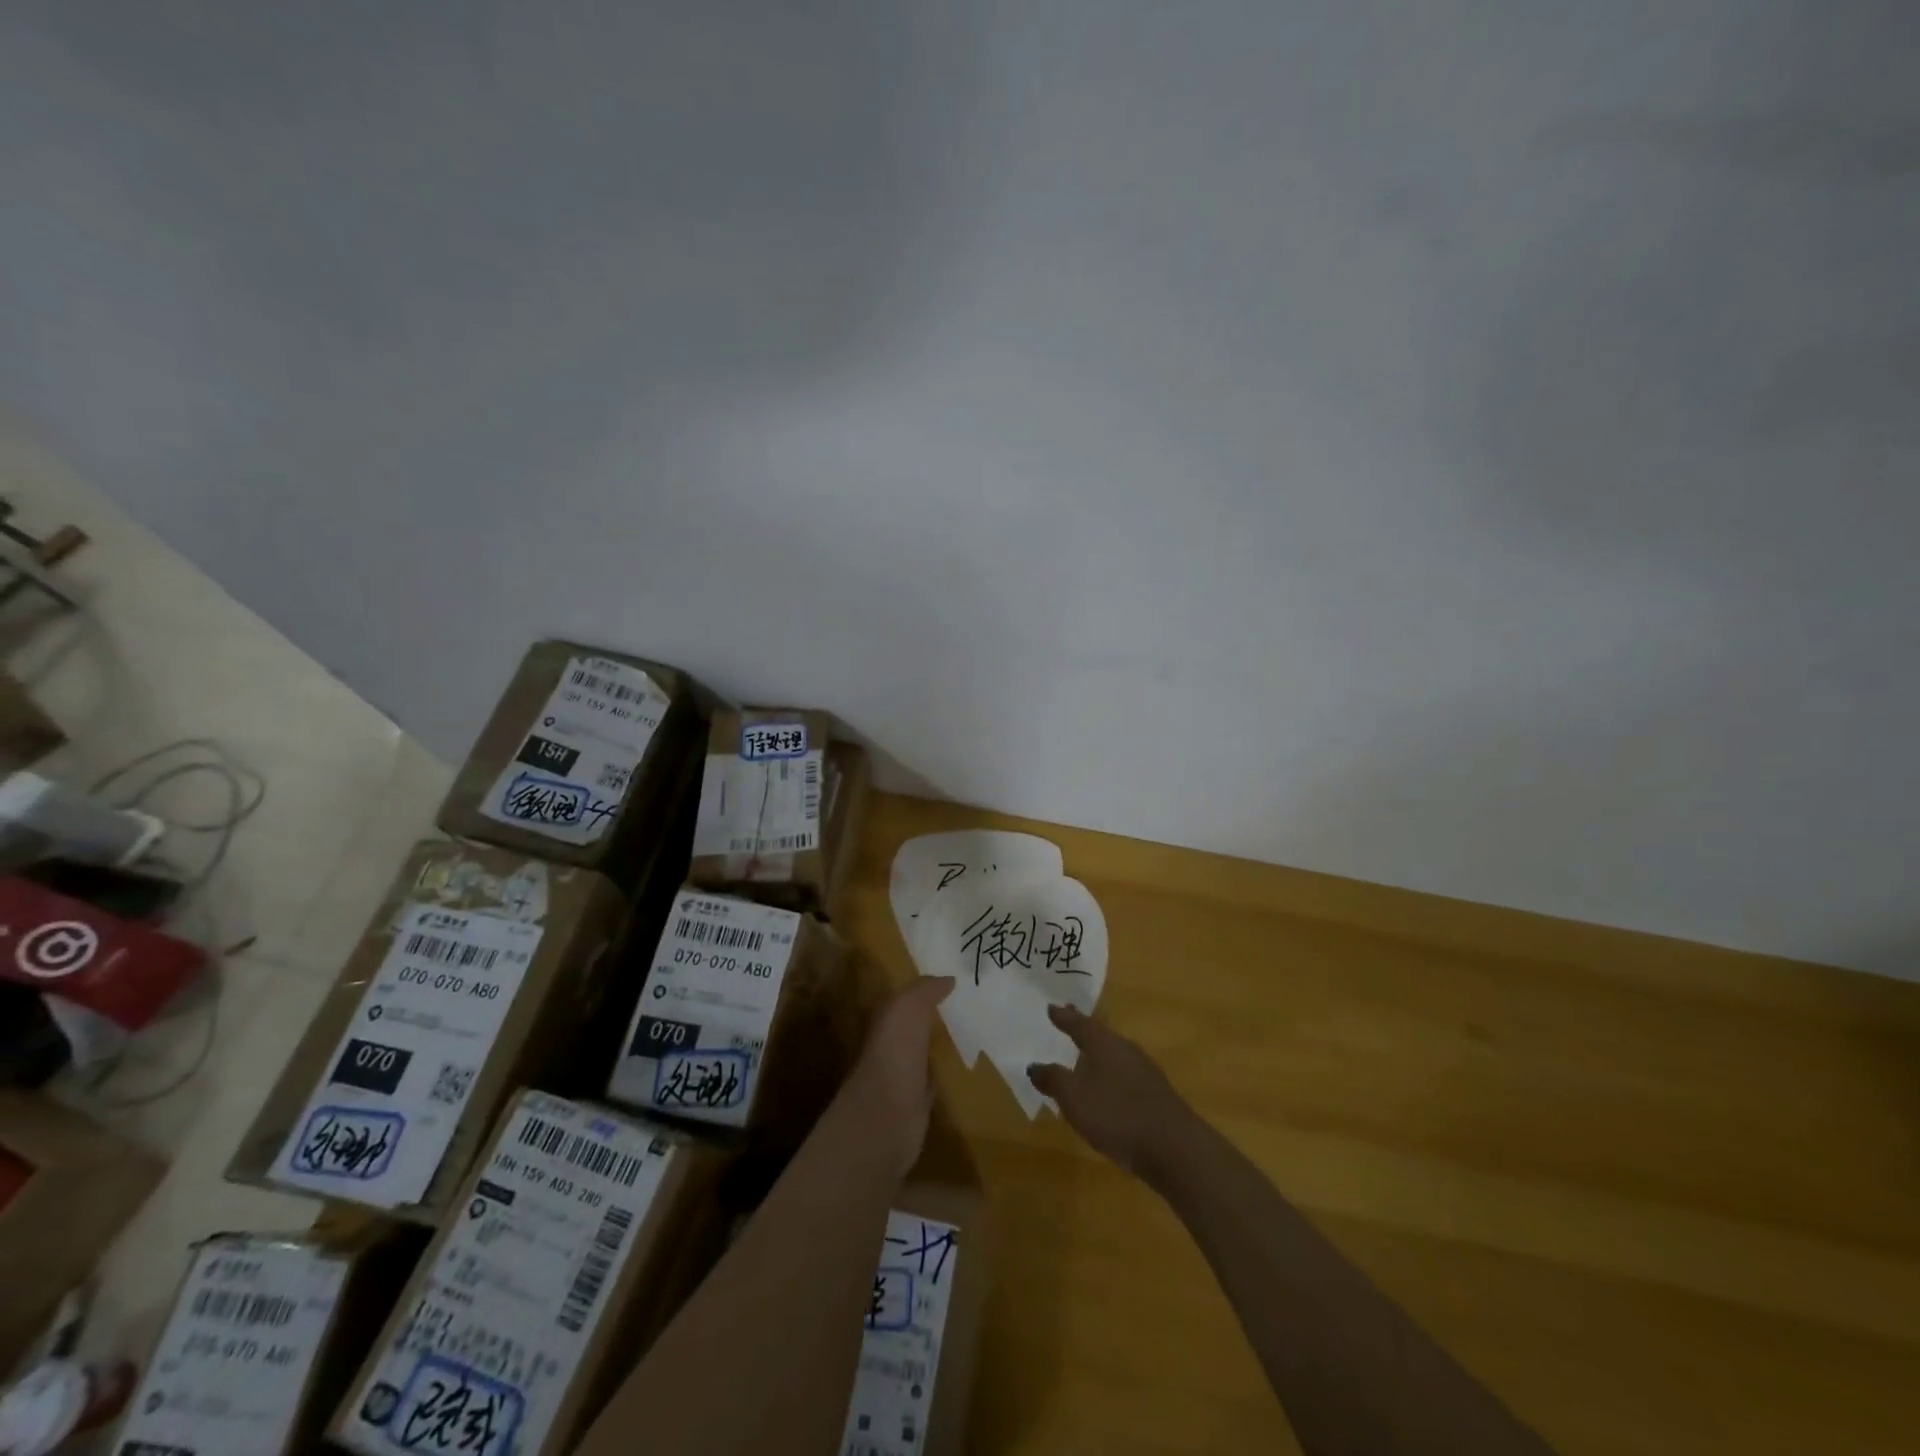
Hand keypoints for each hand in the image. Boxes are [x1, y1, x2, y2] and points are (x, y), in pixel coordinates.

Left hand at [849, 977, 952, 1175]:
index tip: (953, 981)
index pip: (905, 999)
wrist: (885, 1116)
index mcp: (885, 1021)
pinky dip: (945, 1074)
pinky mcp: (916, 1106)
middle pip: (915, 1026)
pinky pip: (934, 1081)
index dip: (924, 989)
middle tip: (970, 1005)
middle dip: (935, 1016)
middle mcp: (891, 1047)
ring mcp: (903, 1077)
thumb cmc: (894, 1053)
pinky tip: (963, 1069)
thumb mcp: (908, 1008)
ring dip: (941, 1045)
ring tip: (973, 1034)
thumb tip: (948, 979)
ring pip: (924, 1053)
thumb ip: (924, 990)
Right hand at [1028, 1004, 1191, 1178]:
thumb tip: (1034, 1065)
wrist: (1174, 1148)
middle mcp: (1125, 1049)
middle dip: (1082, 1030)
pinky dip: (1109, 1076)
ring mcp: (1144, 1072)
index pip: (1079, 1023)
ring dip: (1097, 1054)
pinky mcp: (1154, 1095)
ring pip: (1114, 1055)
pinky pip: (1124, 1075)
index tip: (1051, 1007)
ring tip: (1082, 1057)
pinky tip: (1105, 1090)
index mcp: (1104, 1043)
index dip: (1064, 1017)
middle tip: (1067, 1021)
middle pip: (1099, 1035)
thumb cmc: (1116, 1114)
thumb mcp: (1074, 1097)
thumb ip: (1053, 1079)